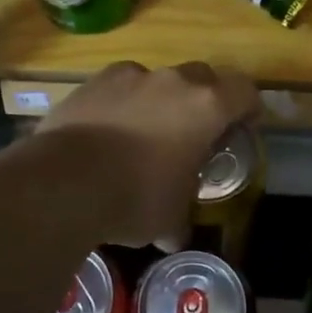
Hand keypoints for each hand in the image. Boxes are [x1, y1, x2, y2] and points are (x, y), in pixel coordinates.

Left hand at [38, 61, 261, 247]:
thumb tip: (173, 236)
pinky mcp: (92, 82)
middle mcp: (171, 81)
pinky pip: (118, 87)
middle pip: (202, 77)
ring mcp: (129, 76)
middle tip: (195, 131)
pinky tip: (108, 132)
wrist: (63, 182)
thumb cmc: (135, 198)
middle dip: (204, 100)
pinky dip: (121, 103)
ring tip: (144, 133)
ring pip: (156, 79)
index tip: (243, 126)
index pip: (244, 91)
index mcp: (205, 107)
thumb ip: (179, 218)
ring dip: (159, 100)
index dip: (248, 108)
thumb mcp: (169, 218)